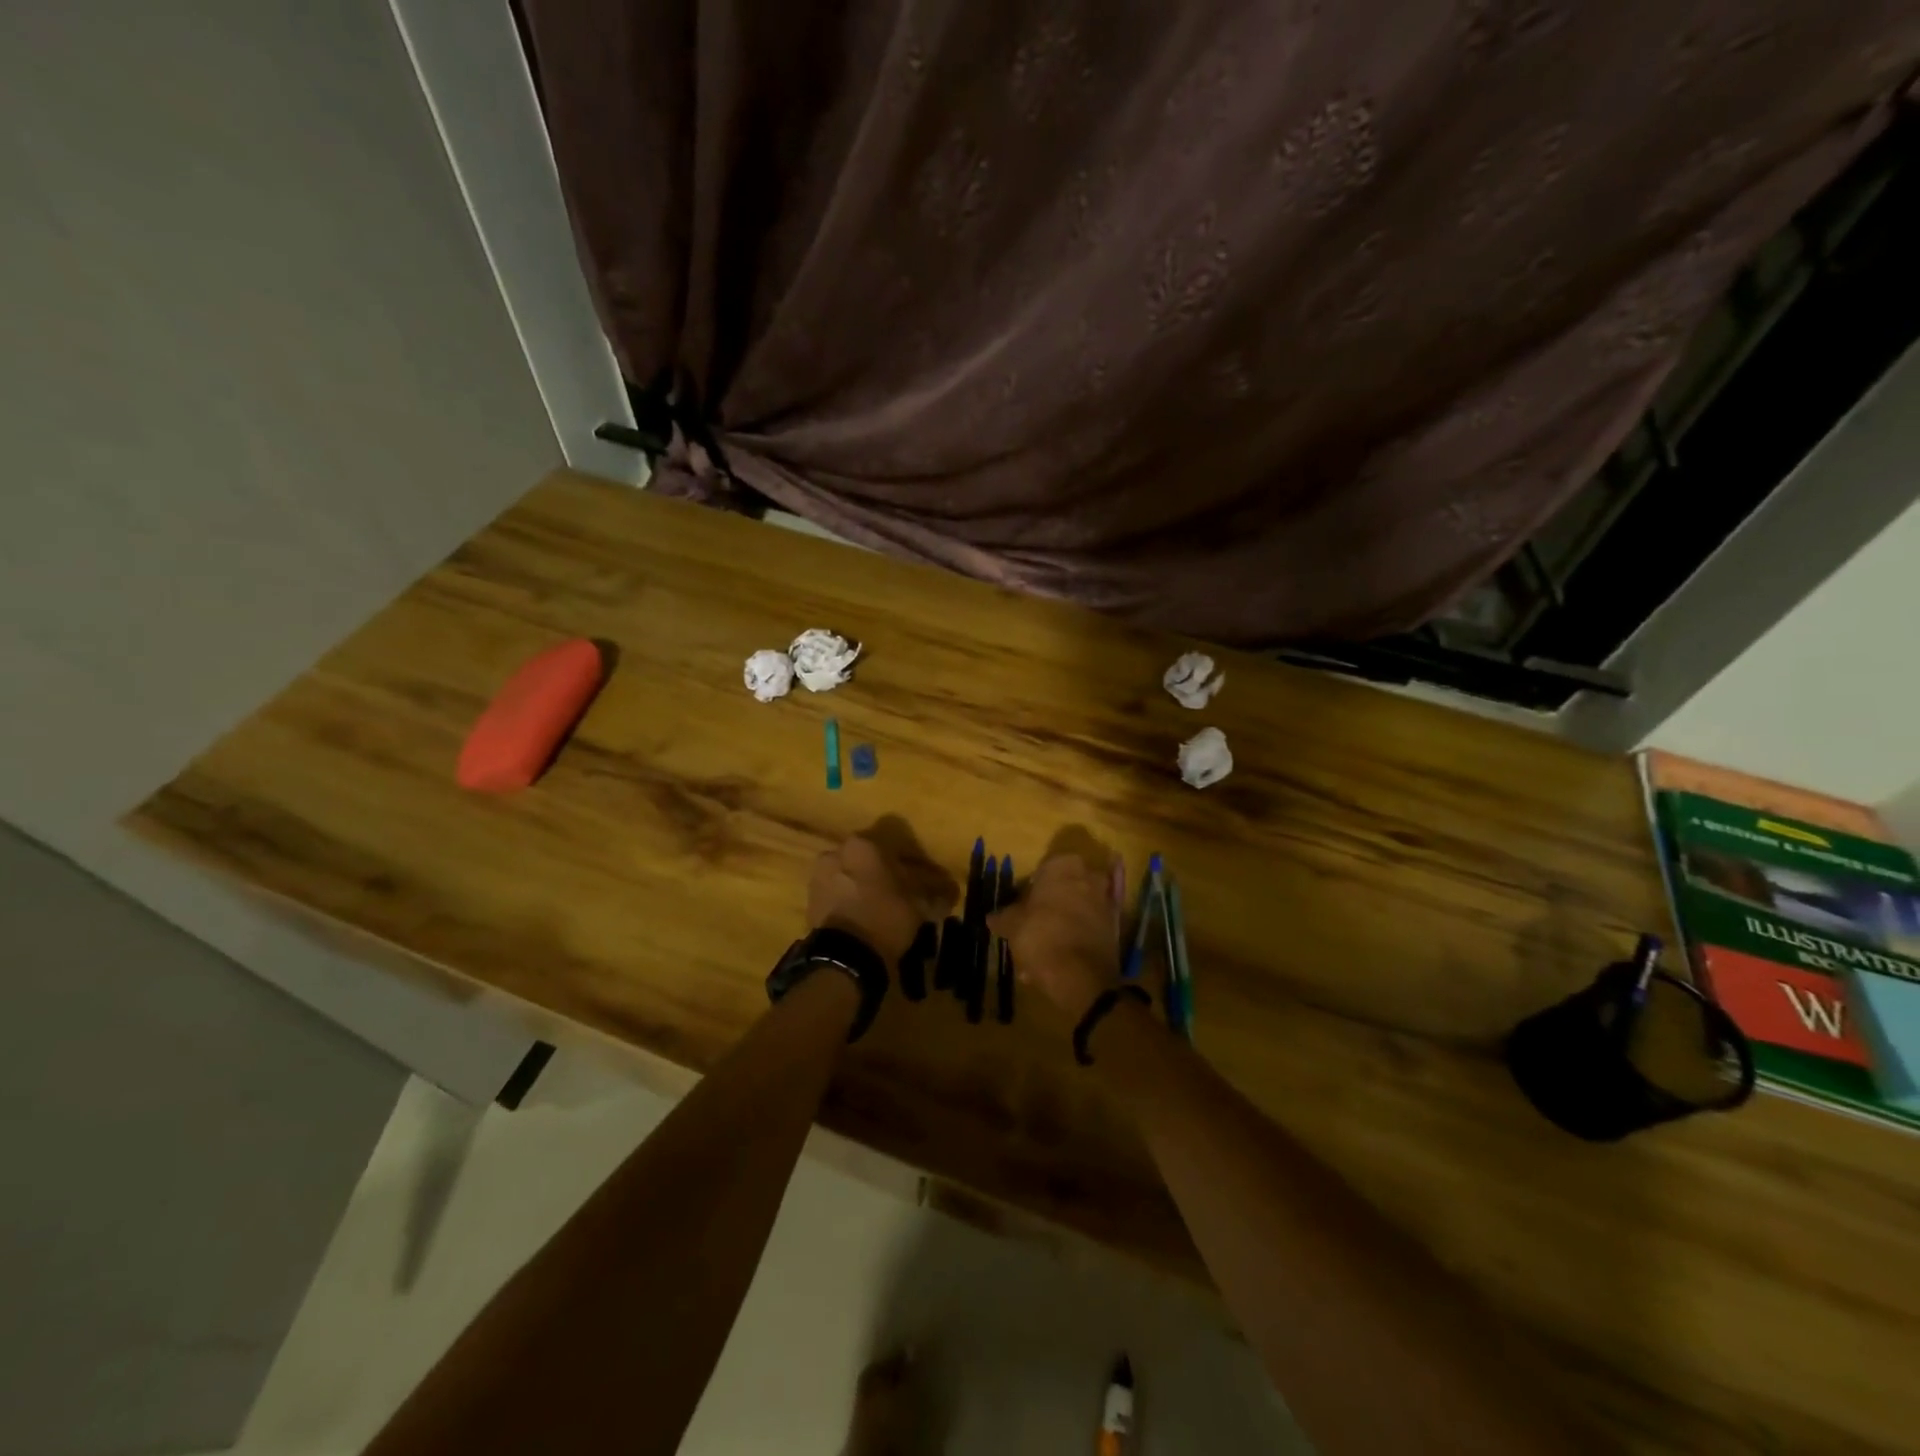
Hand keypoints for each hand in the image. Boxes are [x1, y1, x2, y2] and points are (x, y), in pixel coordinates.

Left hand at [808, 826, 955, 965]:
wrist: (845, 956)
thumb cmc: (886, 917)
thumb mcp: (919, 904)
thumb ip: (934, 893)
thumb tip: (949, 893)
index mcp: (864, 844)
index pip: (896, 840)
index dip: (913, 858)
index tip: (923, 876)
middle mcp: (837, 852)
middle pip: (869, 856)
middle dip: (885, 870)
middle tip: (902, 891)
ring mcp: (819, 876)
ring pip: (850, 873)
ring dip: (865, 885)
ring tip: (881, 908)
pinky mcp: (810, 900)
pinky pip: (837, 893)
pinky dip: (849, 900)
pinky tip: (863, 918)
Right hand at [988, 850, 1121, 1019]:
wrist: (1080, 975)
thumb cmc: (1041, 935)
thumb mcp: (1012, 925)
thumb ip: (1003, 917)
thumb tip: (993, 916)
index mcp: (1064, 866)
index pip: (1046, 868)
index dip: (1033, 888)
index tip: (1023, 907)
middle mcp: (1090, 876)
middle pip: (1065, 888)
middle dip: (1051, 906)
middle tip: (1034, 927)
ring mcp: (1106, 901)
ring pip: (1078, 909)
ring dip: (1064, 924)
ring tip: (1045, 950)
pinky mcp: (1116, 927)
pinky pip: (1090, 928)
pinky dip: (1077, 939)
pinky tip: (1061, 960)